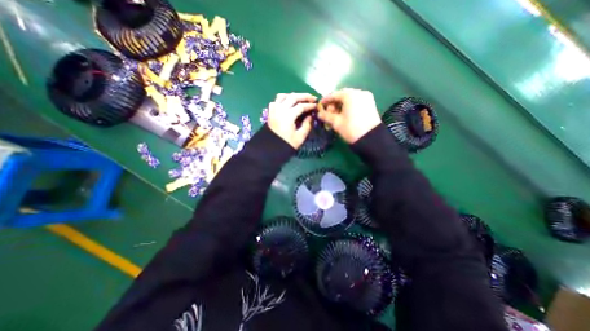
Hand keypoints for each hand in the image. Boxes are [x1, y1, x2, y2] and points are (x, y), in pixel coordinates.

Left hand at [267, 93, 317, 148]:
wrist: (270, 149)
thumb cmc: (286, 144)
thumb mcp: (300, 137)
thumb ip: (307, 125)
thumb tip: (310, 116)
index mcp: (288, 116)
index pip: (301, 106)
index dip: (310, 105)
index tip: (316, 105)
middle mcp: (280, 109)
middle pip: (293, 97)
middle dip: (304, 96)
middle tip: (312, 98)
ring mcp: (274, 109)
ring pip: (284, 96)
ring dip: (293, 95)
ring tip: (301, 99)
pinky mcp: (270, 112)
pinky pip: (276, 100)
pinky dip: (283, 98)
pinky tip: (288, 102)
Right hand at [318, 88, 382, 142]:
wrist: (371, 138)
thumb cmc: (351, 128)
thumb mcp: (336, 122)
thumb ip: (326, 116)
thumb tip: (319, 114)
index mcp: (350, 95)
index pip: (334, 95)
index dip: (325, 101)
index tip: (320, 107)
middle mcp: (359, 92)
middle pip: (342, 96)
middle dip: (334, 104)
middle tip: (328, 114)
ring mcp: (366, 98)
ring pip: (349, 99)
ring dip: (341, 106)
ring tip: (336, 116)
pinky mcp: (370, 104)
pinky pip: (356, 102)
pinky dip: (349, 107)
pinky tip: (344, 115)